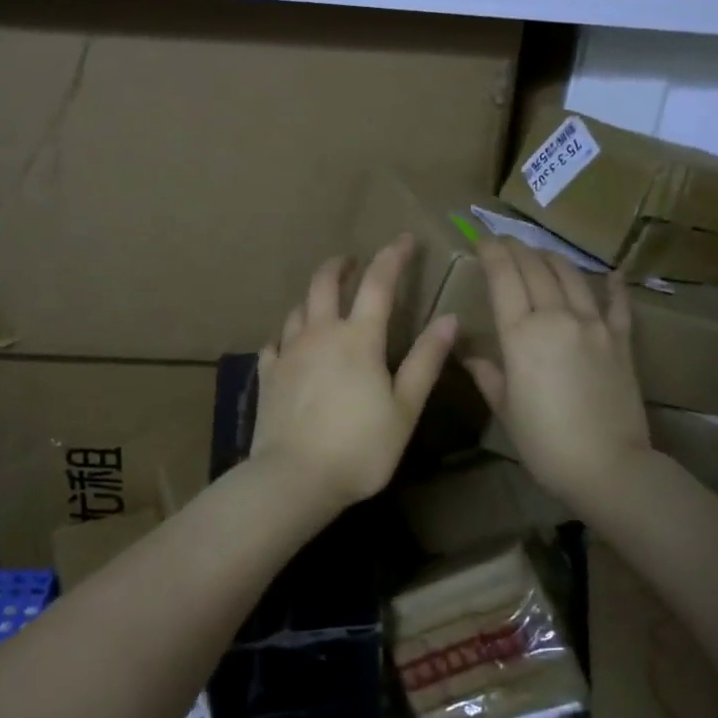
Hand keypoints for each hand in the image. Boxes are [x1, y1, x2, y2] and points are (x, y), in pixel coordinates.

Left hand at [250, 234, 457, 520]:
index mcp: (358, 338)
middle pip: (325, 284)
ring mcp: (289, 353)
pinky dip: (287, 336)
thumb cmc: (360, 447)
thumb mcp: (404, 408)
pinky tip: (289, 345)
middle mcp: (320, 334)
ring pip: (298, 310)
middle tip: (352, 261)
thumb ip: (425, 361)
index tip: (405, 240)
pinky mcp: (268, 375)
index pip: (379, 283)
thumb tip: (449, 319)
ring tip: (323, 301)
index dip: (393, 257)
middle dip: (340, 265)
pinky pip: (275, 343)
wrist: (294, 478)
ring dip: (313, 298)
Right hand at [466, 238, 653, 508]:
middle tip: (505, 242)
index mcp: (521, 334)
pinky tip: (612, 272)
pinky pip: (618, 304)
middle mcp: (557, 318)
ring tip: (540, 253)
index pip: (503, 278)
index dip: (492, 253)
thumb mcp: (505, 408)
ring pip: (571, 276)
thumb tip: (471, 354)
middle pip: (535, 269)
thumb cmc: (544, 442)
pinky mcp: (621, 340)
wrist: (608, 465)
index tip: (482, 240)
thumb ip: (488, 374)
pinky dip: (614, 285)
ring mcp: (594, 325)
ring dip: (552, 259)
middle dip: (517, 249)